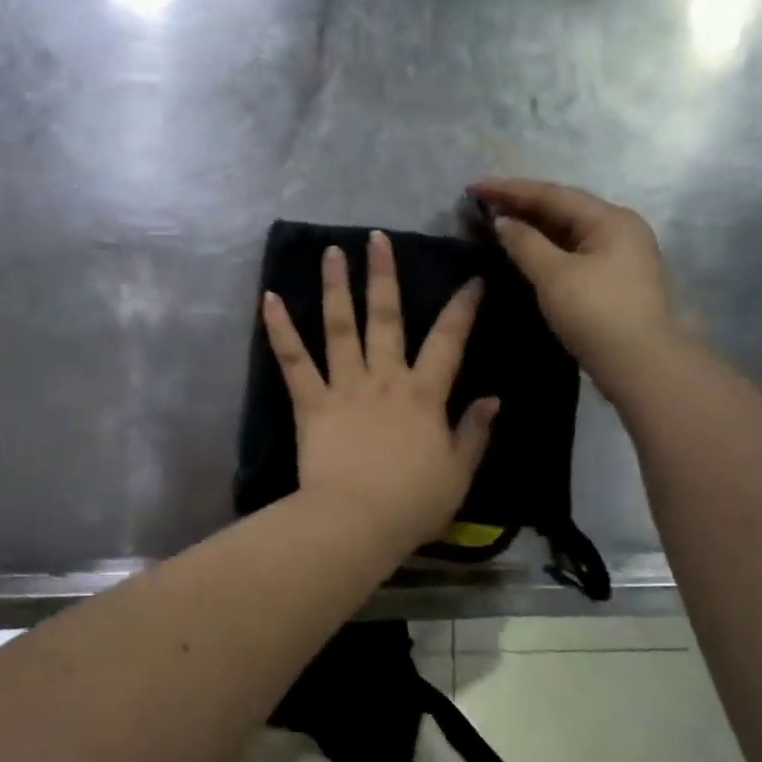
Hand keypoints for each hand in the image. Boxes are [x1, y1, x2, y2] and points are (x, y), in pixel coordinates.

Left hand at [261, 232, 498, 553]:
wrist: (357, 522)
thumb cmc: (412, 503)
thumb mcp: (459, 472)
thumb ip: (475, 431)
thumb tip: (493, 397)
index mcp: (423, 394)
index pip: (449, 340)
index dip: (462, 307)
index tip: (471, 278)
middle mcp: (384, 378)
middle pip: (386, 317)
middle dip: (383, 275)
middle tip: (377, 238)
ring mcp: (344, 386)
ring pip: (340, 326)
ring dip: (335, 286)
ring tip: (331, 252)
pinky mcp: (310, 402)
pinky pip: (293, 360)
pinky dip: (279, 329)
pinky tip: (267, 298)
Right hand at [469, 178, 679, 392]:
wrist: (640, 364)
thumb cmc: (596, 312)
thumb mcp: (554, 275)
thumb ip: (524, 243)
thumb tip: (502, 222)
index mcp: (609, 219)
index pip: (551, 194)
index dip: (509, 189)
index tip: (472, 187)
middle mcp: (619, 229)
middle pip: (562, 208)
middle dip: (520, 204)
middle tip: (481, 203)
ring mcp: (618, 255)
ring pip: (566, 231)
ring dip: (531, 226)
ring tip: (496, 222)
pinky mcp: (612, 279)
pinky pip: (571, 250)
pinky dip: (544, 246)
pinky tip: (522, 250)